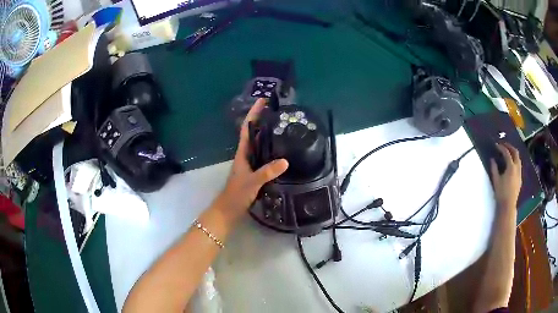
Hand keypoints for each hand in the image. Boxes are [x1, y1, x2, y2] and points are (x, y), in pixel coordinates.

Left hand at [216, 99, 288, 221]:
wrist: (228, 211)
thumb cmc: (236, 195)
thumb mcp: (252, 182)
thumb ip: (267, 172)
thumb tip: (285, 161)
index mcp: (242, 153)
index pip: (247, 128)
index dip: (254, 113)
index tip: (263, 100)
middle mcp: (246, 155)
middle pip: (254, 133)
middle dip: (263, 119)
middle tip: (279, 111)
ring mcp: (250, 164)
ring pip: (259, 144)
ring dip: (267, 133)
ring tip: (283, 126)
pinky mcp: (255, 172)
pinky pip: (264, 155)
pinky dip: (271, 149)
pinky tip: (282, 151)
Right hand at [490, 142, 521, 210]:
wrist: (508, 206)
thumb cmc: (501, 193)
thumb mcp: (496, 181)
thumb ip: (494, 168)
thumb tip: (492, 159)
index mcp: (511, 167)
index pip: (507, 153)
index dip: (501, 148)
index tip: (496, 146)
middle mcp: (517, 168)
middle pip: (515, 152)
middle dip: (510, 147)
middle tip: (504, 145)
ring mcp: (519, 173)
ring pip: (518, 159)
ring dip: (513, 154)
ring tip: (508, 153)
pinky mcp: (520, 178)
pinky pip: (519, 165)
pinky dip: (515, 161)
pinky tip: (511, 165)